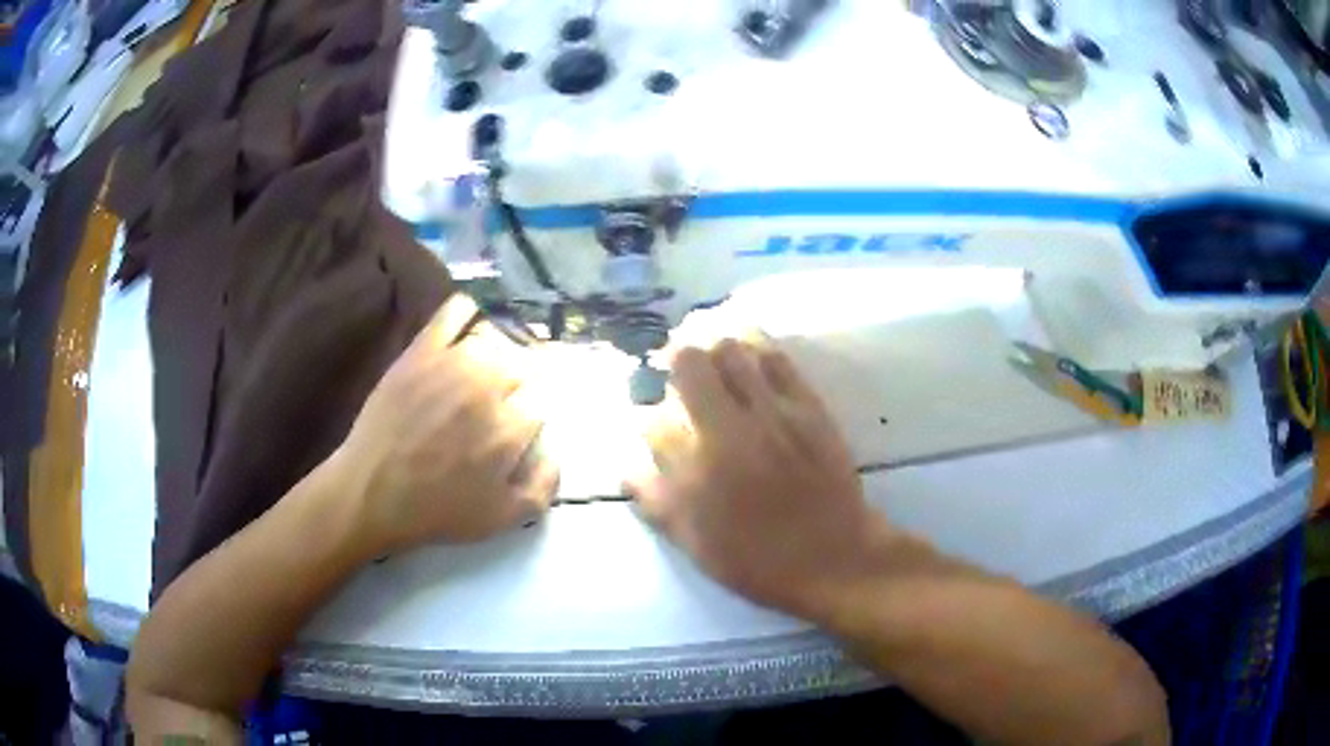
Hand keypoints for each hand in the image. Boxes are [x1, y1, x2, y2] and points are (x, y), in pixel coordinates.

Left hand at [334, 295, 557, 553]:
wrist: (372, 493)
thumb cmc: (436, 511)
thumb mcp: (503, 518)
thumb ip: (544, 485)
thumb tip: (556, 450)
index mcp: (510, 427)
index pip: (542, 401)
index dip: (531, 416)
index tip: (519, 426)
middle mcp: (488, 386)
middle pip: (523, 366)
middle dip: (518, 386)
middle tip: (499, 404)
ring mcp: (452, 361)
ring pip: (495, 340)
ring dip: (495, 356)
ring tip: (479, 375)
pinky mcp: (422, 349)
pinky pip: (456, 311)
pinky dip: (467, 314)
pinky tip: (463, 331)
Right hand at [626, 339, 899, 621]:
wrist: (835, 556)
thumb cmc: (761, 560)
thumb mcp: (697, 545)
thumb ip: (657, 502)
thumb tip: (628, 469)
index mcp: (698, 469)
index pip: (655, 421)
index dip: (648, 419)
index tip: (654, 425)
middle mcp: (730, 429)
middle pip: (690, 364)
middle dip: (674, 361)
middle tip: (677, 372)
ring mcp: (773, 412)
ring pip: (732, 350)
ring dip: (713, 349)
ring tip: (713, 360)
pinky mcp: (808, 405)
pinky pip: (776, 359)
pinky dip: (756, 348)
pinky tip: (750, 356)